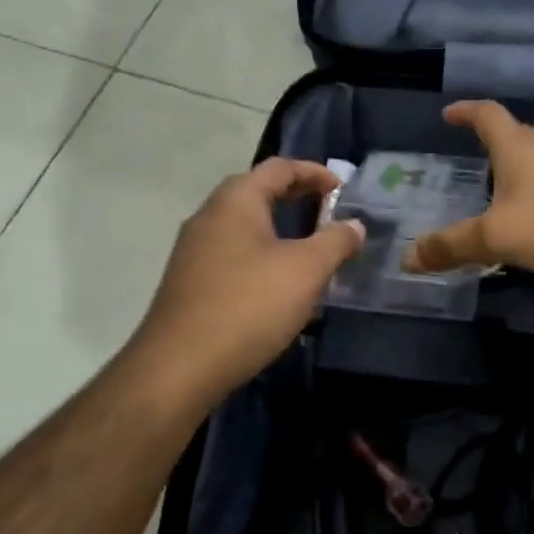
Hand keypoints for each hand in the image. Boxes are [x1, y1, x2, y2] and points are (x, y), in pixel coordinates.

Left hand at [133, 159, 364, 400]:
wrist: (179, 366)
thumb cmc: (249, 305)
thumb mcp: (306, 270)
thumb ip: (335, 242)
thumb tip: (354, 225)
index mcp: (236, 200)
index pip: (279, 167)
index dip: (315, 172)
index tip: (343, 189)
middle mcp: (210, 215)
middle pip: (258, 191)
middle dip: (296, 197)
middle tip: (329, 213)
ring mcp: (194, 249)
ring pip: (243, 225)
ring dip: (278, 229)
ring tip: (309, 249)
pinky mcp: (189, 281)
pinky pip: (232, 253)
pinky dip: (260, 254)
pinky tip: (277, 284)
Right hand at [403, 101, 533, 282]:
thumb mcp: (499, 238)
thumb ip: (453, 245)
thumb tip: (408, 256)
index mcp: (518, 146)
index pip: (486, 114)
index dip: (465, 111)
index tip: (447, 114)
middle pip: (511, 134)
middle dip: (486, 143)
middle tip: (462, 160)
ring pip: (533, 160)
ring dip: (510, 169)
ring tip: (490, 192)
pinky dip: (531, 191)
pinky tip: (530, 218)